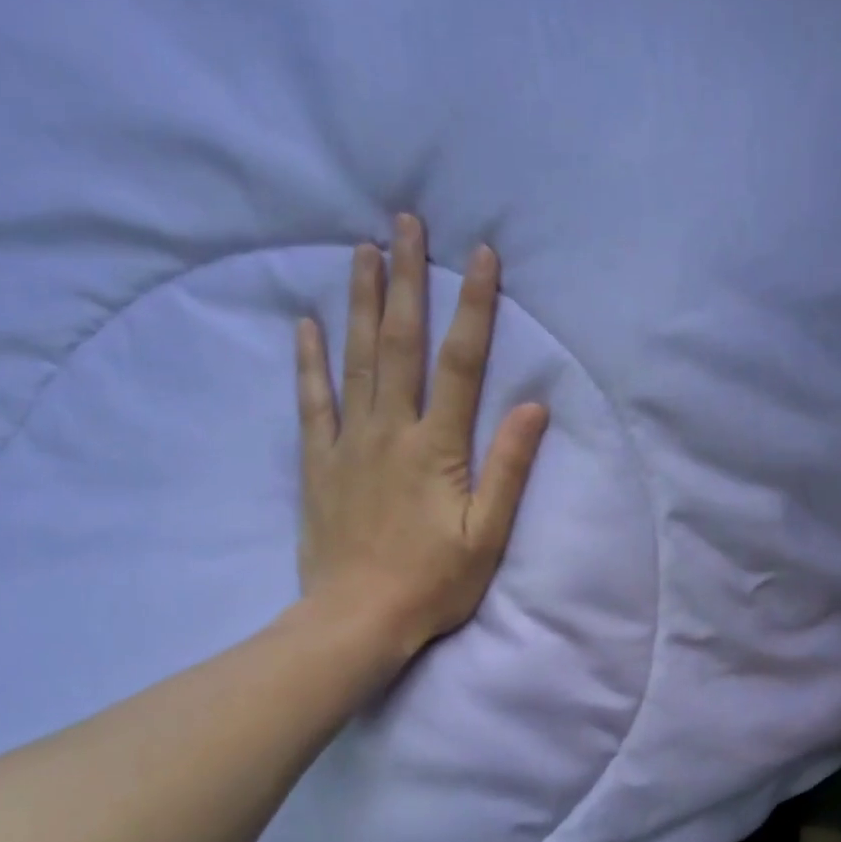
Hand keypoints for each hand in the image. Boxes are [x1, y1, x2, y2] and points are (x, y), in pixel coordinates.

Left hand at [295, 213, 548, 657]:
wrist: (358, 618)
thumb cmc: (433, 584)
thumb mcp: (487, 535)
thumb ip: (508, 469)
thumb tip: (532, 407)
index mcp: (436, 449)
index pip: (460, 364)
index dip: (473, 308)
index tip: (479, 256)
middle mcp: (390, 432)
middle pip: (401, 344)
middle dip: (408, 280)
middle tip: (406, 223)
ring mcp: (348, 444)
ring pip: (356, 359)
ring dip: (362, 302)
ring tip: (364, 250)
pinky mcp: (318, 464)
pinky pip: (311, 402)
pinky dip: (308, 361)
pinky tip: (307, 324)